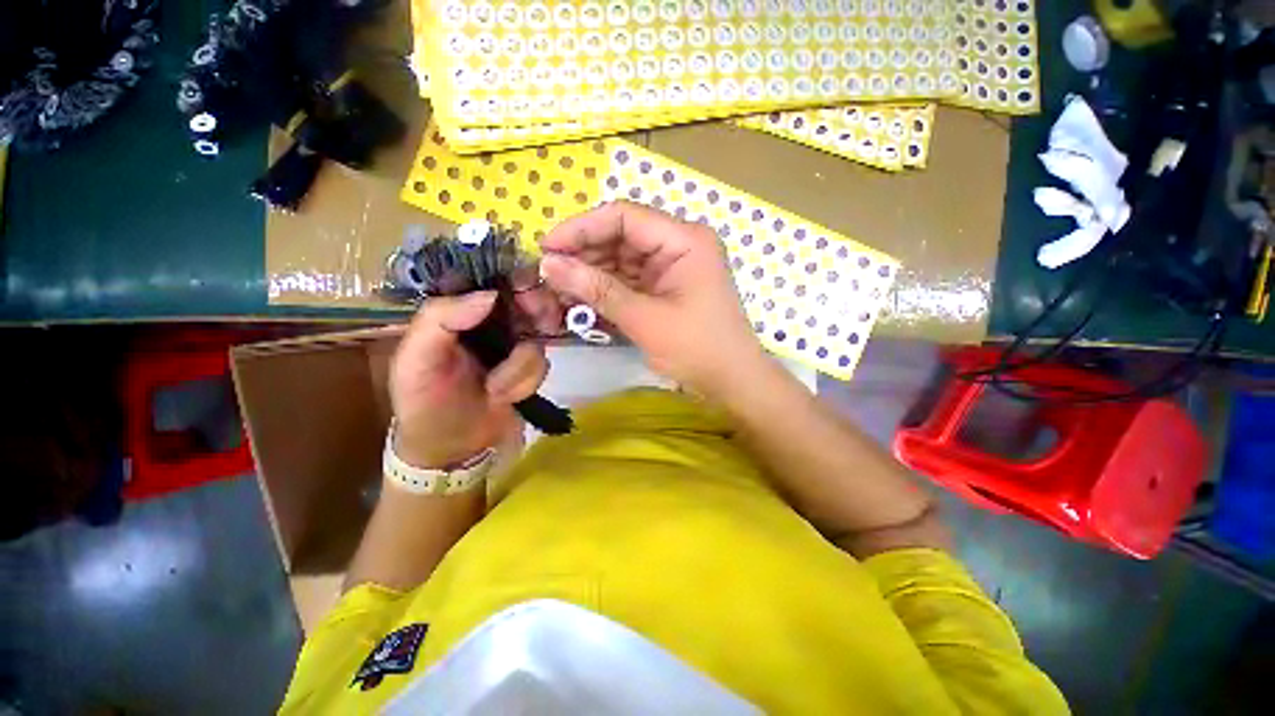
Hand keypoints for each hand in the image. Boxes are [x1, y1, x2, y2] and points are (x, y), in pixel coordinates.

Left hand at [389, 291, 552, 467]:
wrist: (452, 449)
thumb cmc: (424, 404)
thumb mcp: (415, 361)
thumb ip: (440, 320)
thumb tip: (490, 294)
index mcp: (456, 311)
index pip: (489, 278)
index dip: (514, 276)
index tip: (529, 288)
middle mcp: (489, 321)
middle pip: (527, 299)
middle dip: (537, 314)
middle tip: (539, 327)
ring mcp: (512, 344)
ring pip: (539, 336)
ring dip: (521, 367)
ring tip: (497, 389)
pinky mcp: (528, 367)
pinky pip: (542, 363)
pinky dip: (525, 382)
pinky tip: (505, 396)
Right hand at [539, 200, 766, 398]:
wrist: (731, 381)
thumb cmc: (697, 349)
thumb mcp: (645, 319)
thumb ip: (598, 290)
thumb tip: (550, 265)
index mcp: (683, 240)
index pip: (624, 217)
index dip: (581, 228)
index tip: (547, 247)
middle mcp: (677, 245)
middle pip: (620, 237)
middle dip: (583, 255)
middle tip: (547, 275)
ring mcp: (671, 268)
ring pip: (620, 260)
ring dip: (590, 275)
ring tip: (556, 291)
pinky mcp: (664, 288)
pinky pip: (628, 281)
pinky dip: (604, 290)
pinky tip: (579, 300)